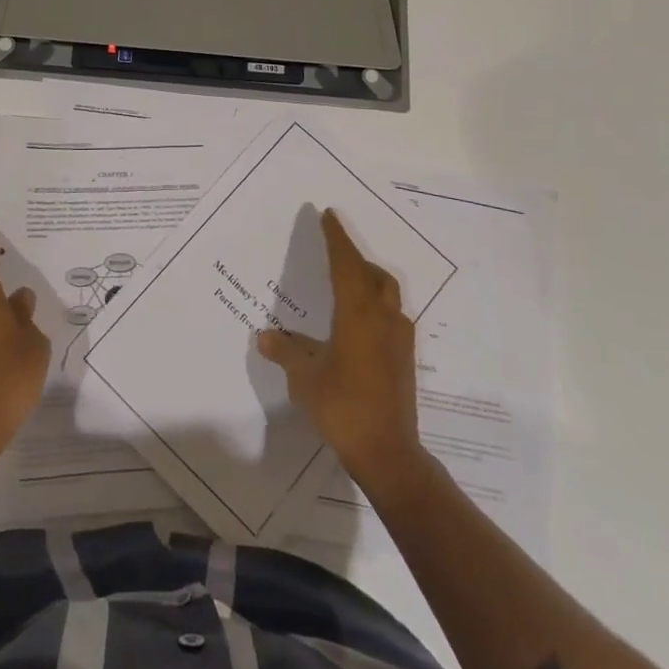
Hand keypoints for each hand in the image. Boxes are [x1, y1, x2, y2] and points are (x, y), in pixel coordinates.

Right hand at [258, 208, 425, 487]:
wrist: (388, 452)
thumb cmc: (343, 407)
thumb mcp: (305, 378)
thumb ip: (286, 352)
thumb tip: (265, 336)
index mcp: (358, 314)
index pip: (346, 263)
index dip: (337, 238)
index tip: (329, 215)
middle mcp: (383, 318)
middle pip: (373, 274)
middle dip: (354, 258)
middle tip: (334, 251)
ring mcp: (399, 338)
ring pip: (386, 294)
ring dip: (368, 280)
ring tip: (346, 284)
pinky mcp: (404, 358)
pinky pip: (390, 315)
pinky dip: (374, 305)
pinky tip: (357, 323)